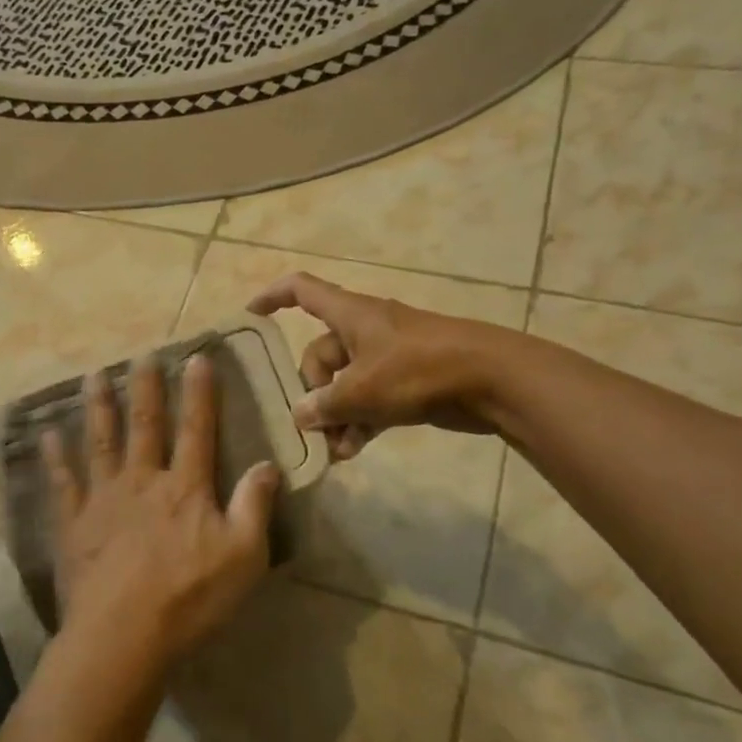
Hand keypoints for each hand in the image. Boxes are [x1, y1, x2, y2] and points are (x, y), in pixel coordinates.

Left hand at [43, 355, 280, 669]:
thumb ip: (255, 506)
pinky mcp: (73, 523)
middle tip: (141, 355)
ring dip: (98, 407)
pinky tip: (47, 434)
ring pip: (101, 442)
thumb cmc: (189, 598)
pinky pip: (62, 482)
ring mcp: (103, 499)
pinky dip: (55, 457)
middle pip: (145, 426)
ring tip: (94, 376)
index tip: (197, 358)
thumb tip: (268, 463)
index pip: (197, 430)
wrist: (122, 635)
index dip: (199, 393)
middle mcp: (143, 481)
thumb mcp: (244, 556)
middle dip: (145, 388)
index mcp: (185, 488)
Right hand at [248, 272, 505, 459]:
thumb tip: (300, 415)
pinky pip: (370, 399)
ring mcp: (387, 356)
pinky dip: (360, 421)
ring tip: (334, 450)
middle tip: (315, 426)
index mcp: (350, 315)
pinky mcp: (407, 381)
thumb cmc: (420, 370)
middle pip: (320, 354)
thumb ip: (325, 404)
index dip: (272, 298)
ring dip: (336, 415)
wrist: (492, 379)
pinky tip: (354, 450)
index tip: (250, 316)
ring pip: (345, 383)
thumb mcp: (363, 389)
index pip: (301, 291)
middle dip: (313, 392)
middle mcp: (364, 330)